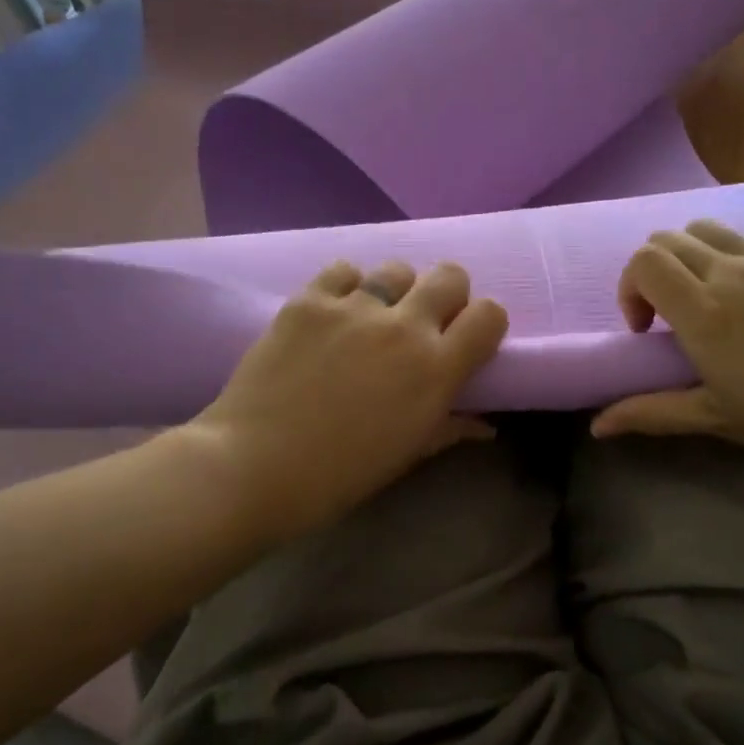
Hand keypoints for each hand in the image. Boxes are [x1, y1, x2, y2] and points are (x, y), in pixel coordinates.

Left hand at [186, 259, 507, 543]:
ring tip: (371, 319)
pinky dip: (346, 287)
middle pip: (450, 275)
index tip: (467, 339)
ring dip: (395, 291)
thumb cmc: (339, 475)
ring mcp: (354, 307)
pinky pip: (343, 270)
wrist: (253, 466)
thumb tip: (484, 425)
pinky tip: (332, 315)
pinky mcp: (309, 300)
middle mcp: (403, 327)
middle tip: (423, 323)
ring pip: (397, 269)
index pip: (490, 314)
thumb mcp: (406, 455)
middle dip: (446, 295)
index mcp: (436, 369)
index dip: (484, 323)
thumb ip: (450, 428)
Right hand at [591, 220, 743, 470]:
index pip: (644, 262)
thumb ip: (653, 413)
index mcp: (706, 312)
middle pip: (666, 239)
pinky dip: (727, 256)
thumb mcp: (721, 420)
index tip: (646, 331)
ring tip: (706, 300)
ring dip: (687, 257)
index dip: (629, 290)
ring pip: (705, 229)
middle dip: (651, 274)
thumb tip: (597, 425)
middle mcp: (731, 271)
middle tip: (668, 319)